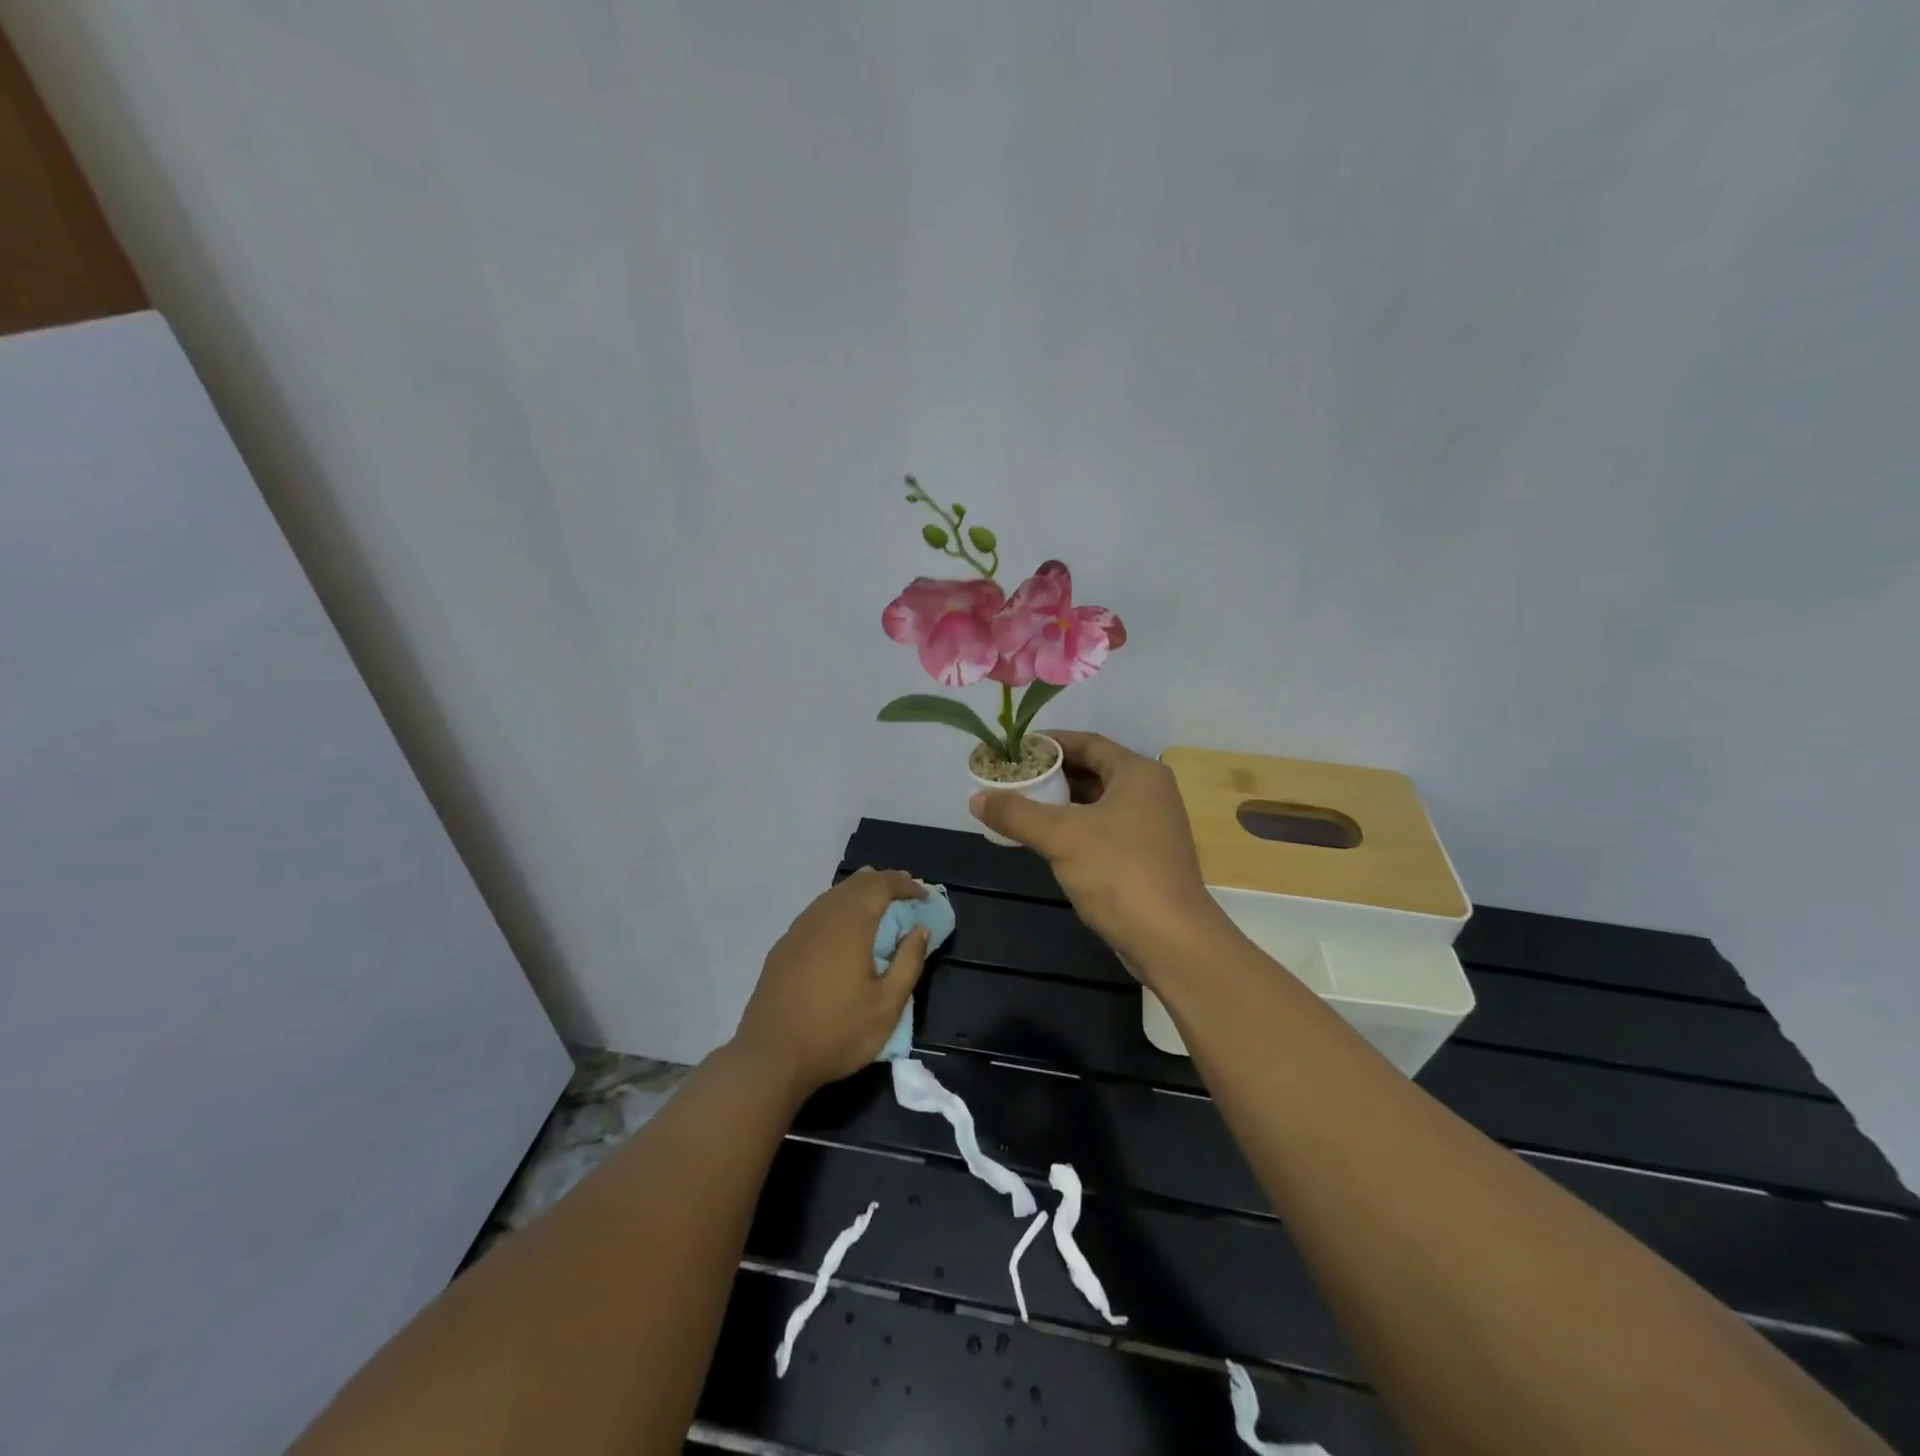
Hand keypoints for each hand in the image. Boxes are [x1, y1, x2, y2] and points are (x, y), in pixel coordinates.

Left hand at [732, 869, 930, 1099]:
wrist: (770, 1058)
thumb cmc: (836, 1032)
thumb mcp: (887, 1005)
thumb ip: (909, 961)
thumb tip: (920, 929)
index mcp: (850, 924)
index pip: (881, 885)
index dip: (905, 884)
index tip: (924, 895)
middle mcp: (822, 916)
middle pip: (855, 883)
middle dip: (883, 883)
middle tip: (906, 894)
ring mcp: (798, 930)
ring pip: (833, 895)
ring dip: (860, 893)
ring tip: (879, 905)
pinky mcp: (783, 947)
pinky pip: (817, 912)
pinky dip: (839, 909)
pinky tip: (844, 929)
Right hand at [969, 731, 1227, 974]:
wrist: (1171, 940)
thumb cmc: (1119, 873)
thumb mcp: (1061, 837)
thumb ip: (1017, 813)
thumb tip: (977, 797)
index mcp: (1138, 774)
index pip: (1087, 743)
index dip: (1049, 743)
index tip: (1014, 749)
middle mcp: (1149, 793)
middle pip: (1092, 771)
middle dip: (1050, 774)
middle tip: (1011, 778)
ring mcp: (1150, 826)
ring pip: (1096, 803)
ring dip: (1059, 803)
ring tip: (1019, 805)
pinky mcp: (1145, 857)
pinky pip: (1102, 829)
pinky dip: (1073, 827)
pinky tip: (1044, 839)